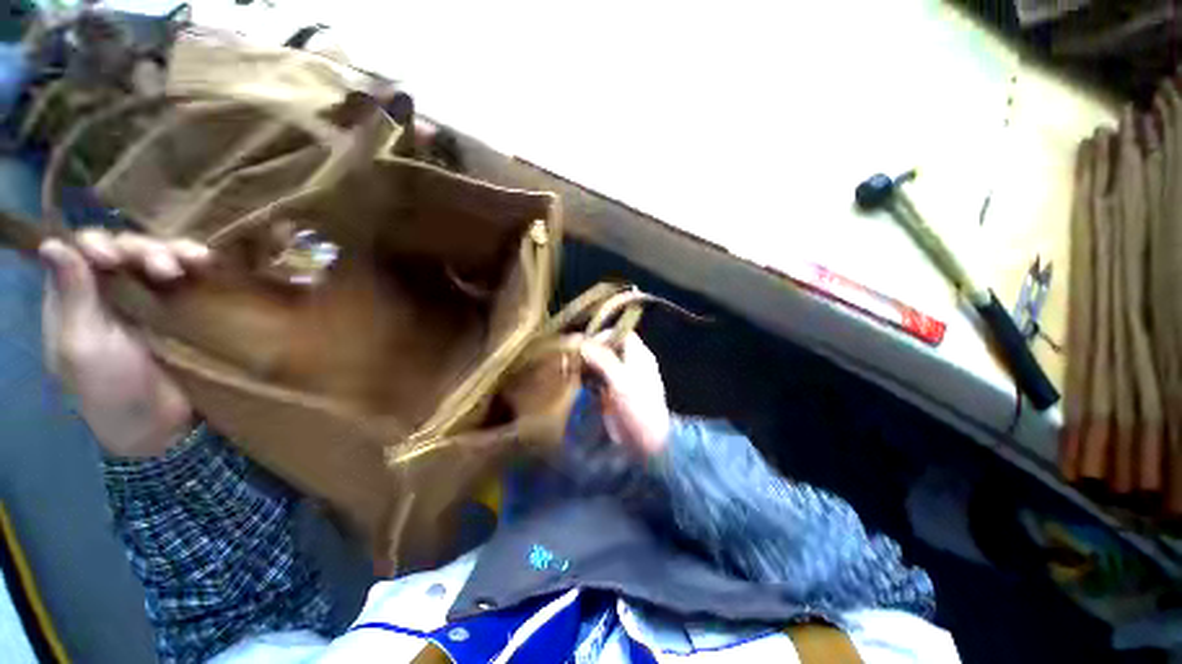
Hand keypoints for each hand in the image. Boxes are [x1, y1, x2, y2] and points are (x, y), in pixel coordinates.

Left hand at [40, 230, 210, 457]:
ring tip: (195, 263)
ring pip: (156, 257)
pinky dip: (198, 264)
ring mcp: (148, 299)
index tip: (113, 259)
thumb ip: (71, 296)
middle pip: (123, 249)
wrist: (160, 424)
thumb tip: (52, 244)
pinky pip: (188, 276)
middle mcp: (109, 291)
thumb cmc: (111, 390)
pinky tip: (209, 263)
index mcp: (76, 299)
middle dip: (143, 250)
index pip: (81, 252)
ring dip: (173, 253)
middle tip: (165, 270)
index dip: (97, 244)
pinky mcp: (181, 308)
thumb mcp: (83, 346)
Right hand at [579, 333, 670, 457]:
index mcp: (639, 356)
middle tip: (573, 356)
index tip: (586, 344)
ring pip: (602, 362)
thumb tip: (582, 342)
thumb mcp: (621, 382)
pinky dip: (587, 376)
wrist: (647, 443)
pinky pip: (598, 377)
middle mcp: (631, 363)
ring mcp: (622, 378)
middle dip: (591, 349)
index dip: (604, 335)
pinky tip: (576, 381)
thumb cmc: (639, 409)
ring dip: (587, 363)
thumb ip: (603, 360)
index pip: (622, 334)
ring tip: (571, 368)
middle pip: (609, 347)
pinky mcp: (613, 392)